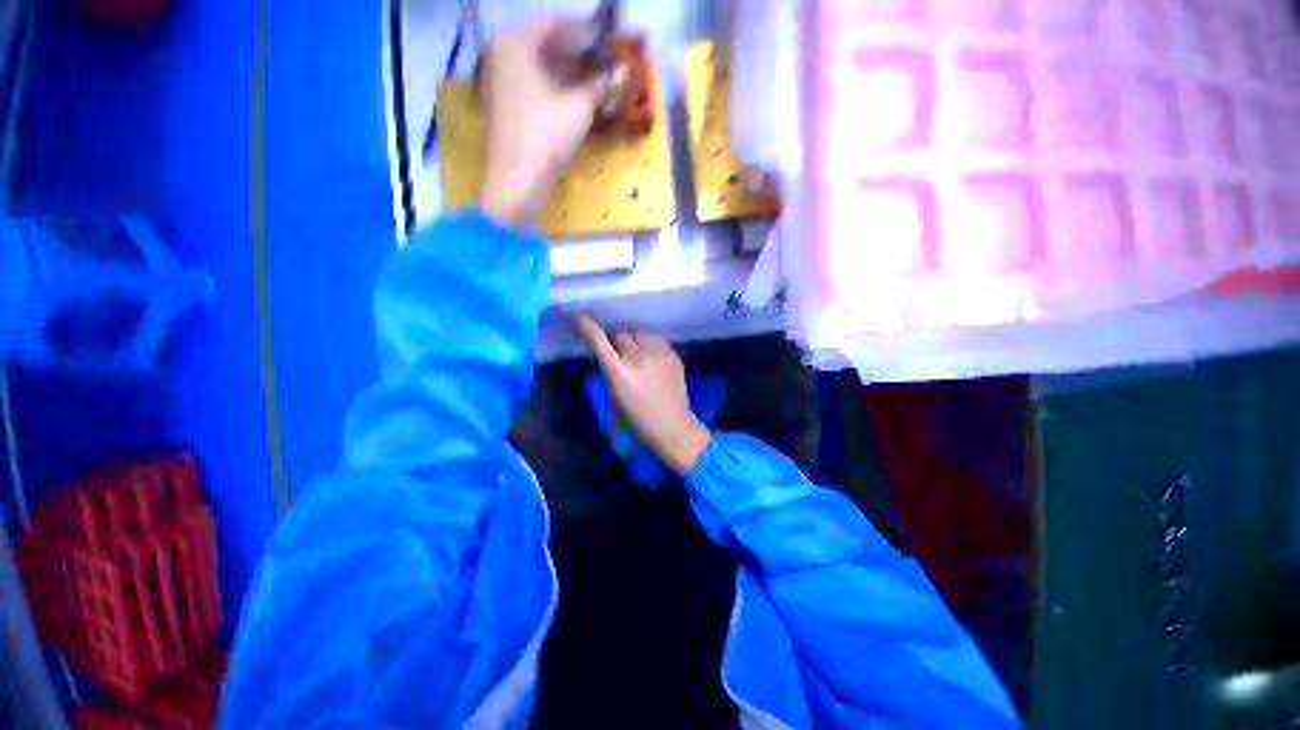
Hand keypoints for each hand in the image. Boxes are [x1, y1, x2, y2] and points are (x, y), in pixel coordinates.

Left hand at [478, 18, 605, 227]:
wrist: (517, 182)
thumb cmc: (545, 136)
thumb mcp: (579, 107)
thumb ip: (603, 84)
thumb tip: (626, 71)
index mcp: (516, 43)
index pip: (555, 23)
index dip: (586, 31)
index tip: (610, 41)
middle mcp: (504, 56)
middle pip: (548, 46)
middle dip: (581, 55)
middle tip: (609, 64)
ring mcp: (503, 83)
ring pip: (543, 69)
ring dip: (573, 75)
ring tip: (601, 84)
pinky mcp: (508, 108)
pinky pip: (537, 88)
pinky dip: (559, 91)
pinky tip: (581, 101)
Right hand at [575, 314, 710, 475]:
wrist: (673, 426)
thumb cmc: (638, 419)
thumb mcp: (614, 396)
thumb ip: (610, 371)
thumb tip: (608, 353)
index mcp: (619, 372)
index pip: (599, 341)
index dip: (588, 326)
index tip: (580, 316)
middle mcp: (638, 358)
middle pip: (620, 333)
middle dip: (615, 338)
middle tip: (616, 349)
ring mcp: (658, 354)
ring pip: (639, 332)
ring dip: (633, 338)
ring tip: (636, 350)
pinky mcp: (673, 355)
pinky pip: (656, 339)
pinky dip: (649, 343)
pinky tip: (651, 355)